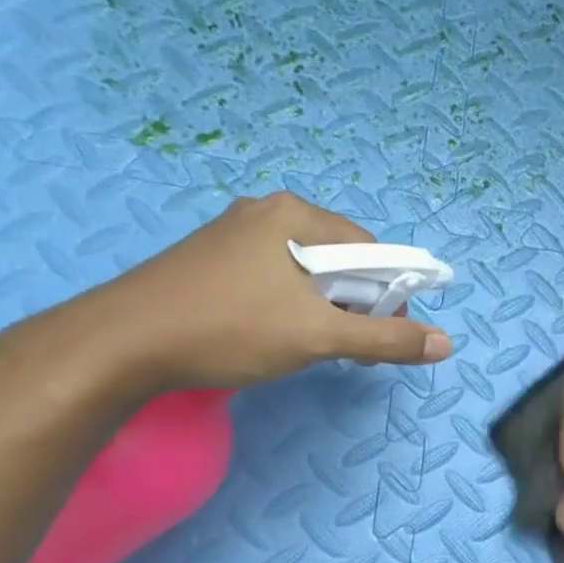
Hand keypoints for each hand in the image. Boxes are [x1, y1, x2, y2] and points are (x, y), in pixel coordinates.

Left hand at [51, 193, 452, 392]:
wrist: (117, 344)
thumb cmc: (228, 328)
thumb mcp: (318, 336)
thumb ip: (386, 339)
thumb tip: (445, 343)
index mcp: (295, 215)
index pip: (370, 249)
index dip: (390, 294)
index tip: (386, 336)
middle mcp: (266, 213)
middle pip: (339, 259)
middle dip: (356, 304)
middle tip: (350, 349)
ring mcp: (233, 235)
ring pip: (305, 272)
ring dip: (324, 309)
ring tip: (313, 347)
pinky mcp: (210, 260)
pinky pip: (273, 278)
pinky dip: (291, 307)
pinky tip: (274, 336)